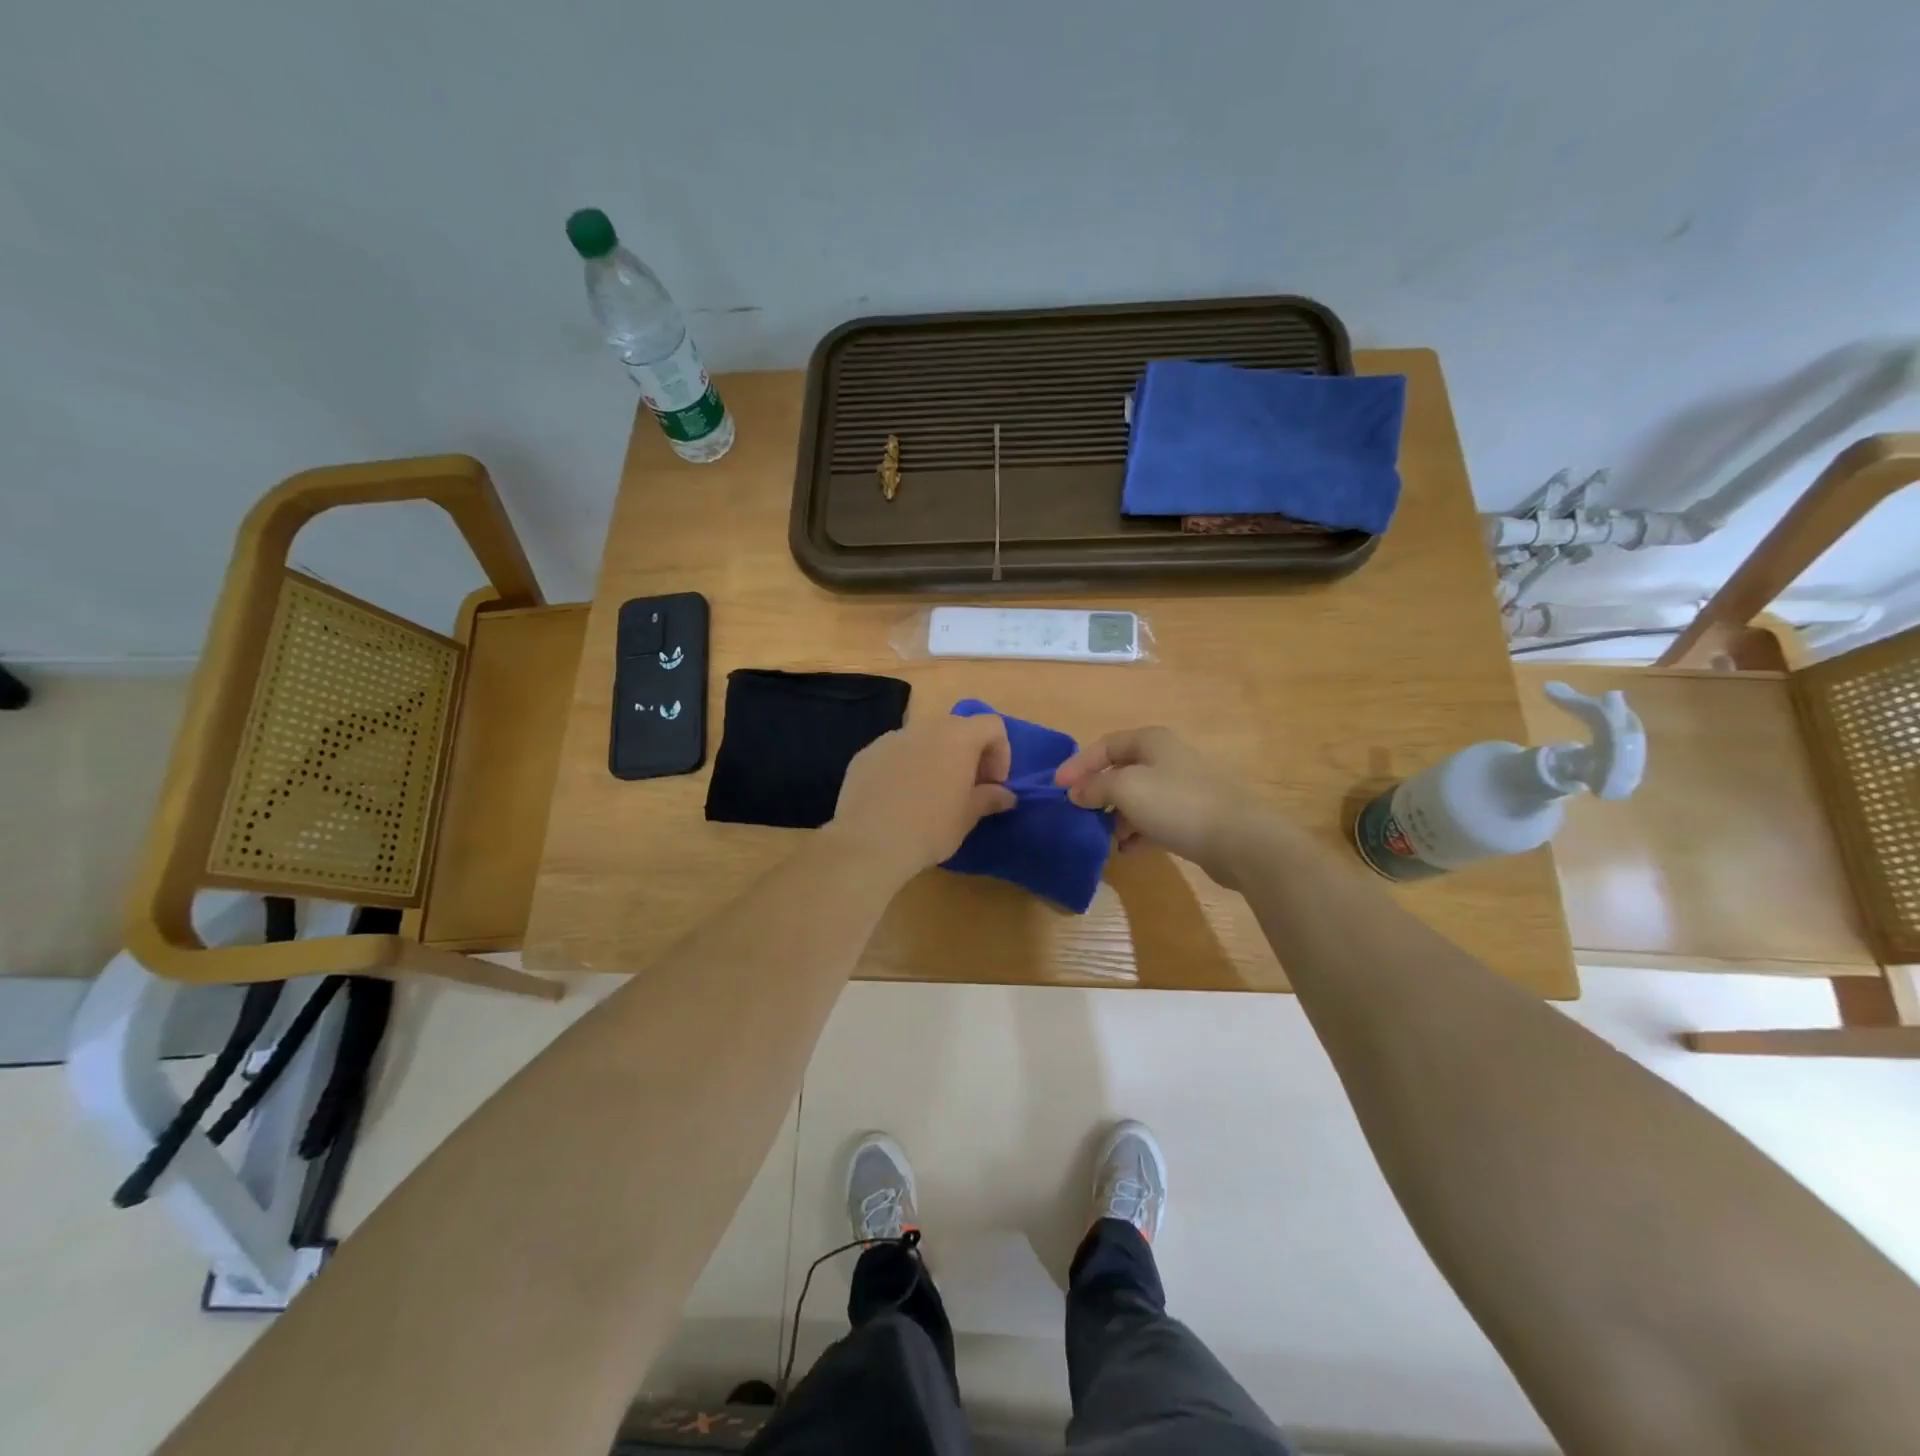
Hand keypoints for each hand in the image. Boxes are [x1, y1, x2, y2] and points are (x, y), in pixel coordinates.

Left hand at [825, 714, 1017, 877]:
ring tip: (928, 796)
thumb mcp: (968, 816)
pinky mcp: (865, 755)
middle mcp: (924, 728)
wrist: (869, 843)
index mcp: (957, 737)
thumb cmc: (930, 827)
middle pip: (955, 729)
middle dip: (966, 755)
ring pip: (921, 742)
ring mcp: (890, 739)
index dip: (1000, 752)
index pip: (992, 725)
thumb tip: (1005, 795)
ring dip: (933, 760)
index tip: (993, 784)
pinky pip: (893, 755)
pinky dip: (903, 769)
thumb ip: (989, 798)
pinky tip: (897, 801)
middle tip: (966, 789)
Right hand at [1054, 726, 1273, 887]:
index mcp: (1152, 741)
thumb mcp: (1125, 788)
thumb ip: (1095, 787)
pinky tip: (1127, 850)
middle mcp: (1168, 758)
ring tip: (1102, 835)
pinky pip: (1155, 820)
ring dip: (1116, 815)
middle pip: (1121, 771)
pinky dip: (1137, 832)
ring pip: (1138, 798)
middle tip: (1078, 813)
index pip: (1105, 745)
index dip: (1078, 764)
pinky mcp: (1194, 817)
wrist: (1240, 839)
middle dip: (1097, 792)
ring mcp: (1183, 788)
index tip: (1057, 788)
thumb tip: (1075, 792)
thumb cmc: (1177, 804)